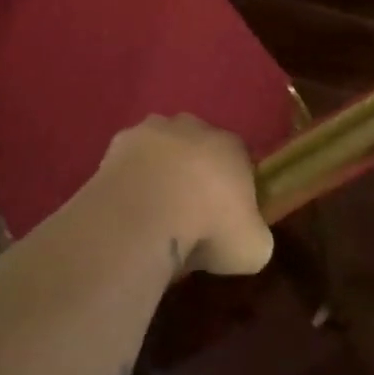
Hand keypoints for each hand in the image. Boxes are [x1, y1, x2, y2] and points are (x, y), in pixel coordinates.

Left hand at [94, 115, 273, 277]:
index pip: (239, 160)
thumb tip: (246, 234)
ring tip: (154, 212)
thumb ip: (255, 233)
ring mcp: (152, 130)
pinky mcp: (118, 142)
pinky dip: (132, 179)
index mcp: (231, 146)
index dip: (234, 188)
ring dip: (161, 171)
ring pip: (162, 149)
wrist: (145, 216)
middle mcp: (193, 126)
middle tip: (189, 215)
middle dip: (195, 174)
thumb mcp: (254, 248)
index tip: (226, 218)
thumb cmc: (208, 228)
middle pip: (198, 148)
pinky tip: (130, 207)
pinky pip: (131, 160)